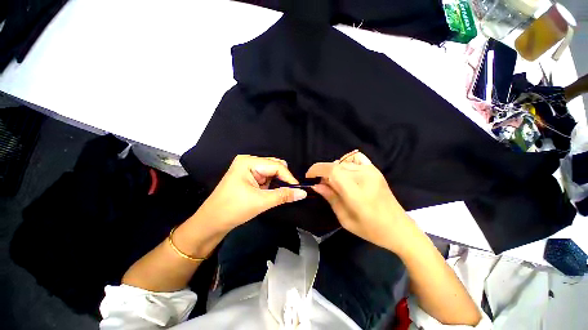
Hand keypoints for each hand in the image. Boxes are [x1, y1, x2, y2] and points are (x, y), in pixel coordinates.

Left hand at [195, 155, 306, 232]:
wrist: (211, 222)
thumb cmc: (233, 209)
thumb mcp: (261, 201)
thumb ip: (283, 195)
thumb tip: (303, 193)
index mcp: (249, 162)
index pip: (276, 166)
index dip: (289, 178)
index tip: (298, 190)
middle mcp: (248, 161)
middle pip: (275, 166)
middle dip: (283, 179)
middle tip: (289, 193)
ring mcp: (248, 168)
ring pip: (271, 172)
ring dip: (277, 183)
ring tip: (276, 195)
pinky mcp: (248, 176)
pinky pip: (266, 177)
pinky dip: (271, 185)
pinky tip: (269, 193)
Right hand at [306, 151, 412, 251]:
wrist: (399, 228)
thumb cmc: (370, 229)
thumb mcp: (344, 218)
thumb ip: (330, 197)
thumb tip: (316, 185)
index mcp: (356, 191)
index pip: (332, 170)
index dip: (317, 169)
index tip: (309, 176)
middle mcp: (364, 176)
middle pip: (336, 165)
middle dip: (324, 173)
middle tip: (323, 185)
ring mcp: (371, 171)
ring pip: (343, 162)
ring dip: (334, 170)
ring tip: (335, 182)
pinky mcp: (375, 170)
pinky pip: (355, 159)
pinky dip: (346, 163)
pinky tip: (346, 174)